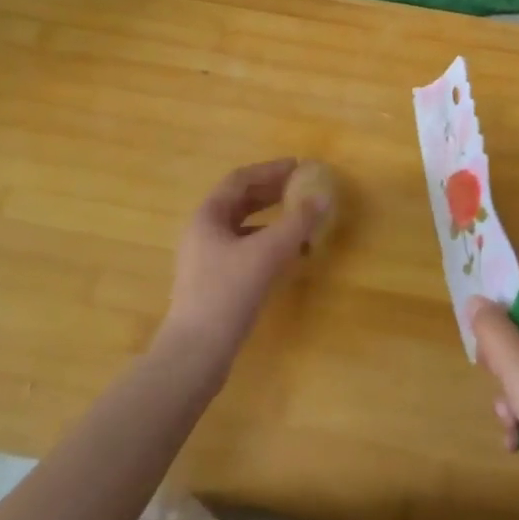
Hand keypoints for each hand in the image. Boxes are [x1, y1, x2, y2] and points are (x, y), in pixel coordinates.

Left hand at [157, 159, 328, 376]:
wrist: (195, 353)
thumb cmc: (227, 293)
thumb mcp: (267, 253)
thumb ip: (296, 223)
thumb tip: (323, 197)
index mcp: (208, 215)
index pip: (240, 179)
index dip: (270, 170)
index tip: (298, 166)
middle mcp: (203, 231)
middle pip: (240, 201)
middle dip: (271, 192)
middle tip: (301, 188)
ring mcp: (206, 258)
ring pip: (242, 227)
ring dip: (270, 219)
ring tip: (299, 219)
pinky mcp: (213, 282)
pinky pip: (243, 249)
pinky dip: (266, 244)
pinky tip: (287, 255)